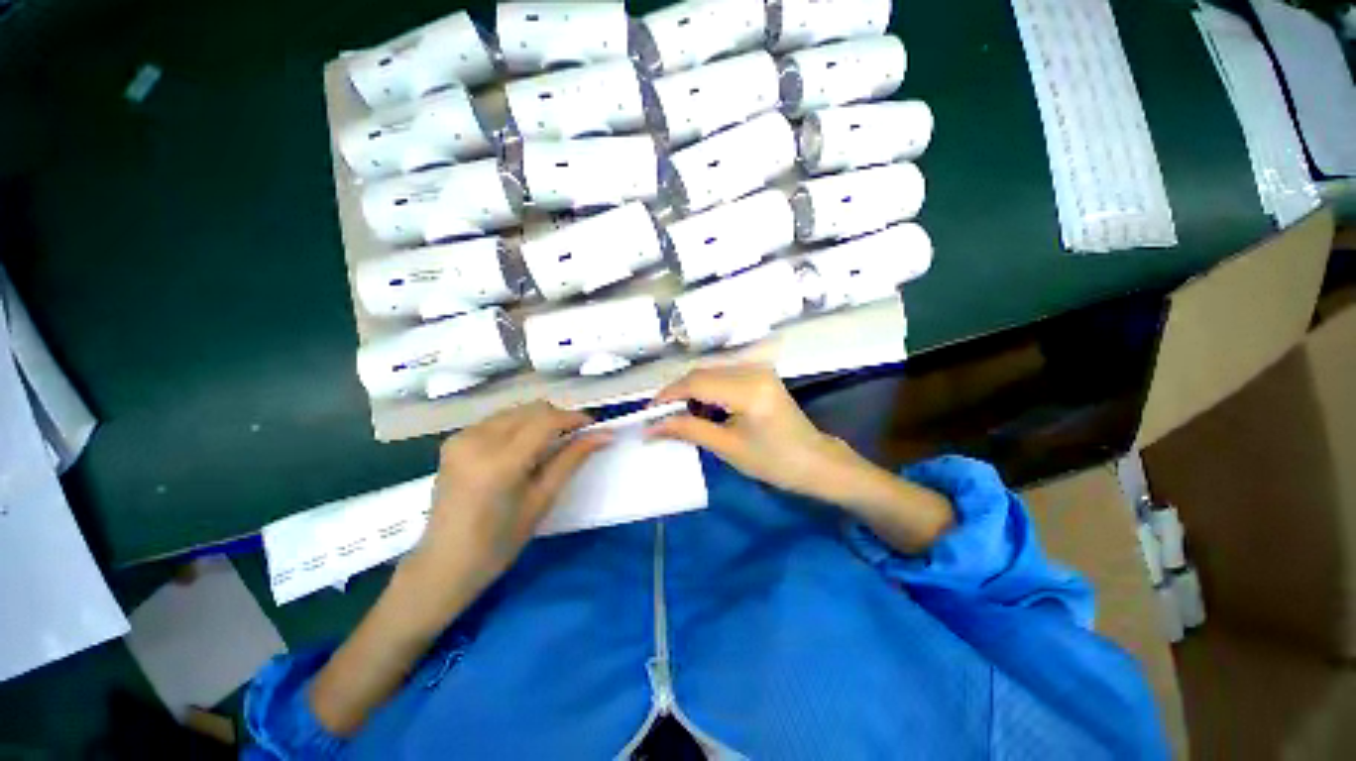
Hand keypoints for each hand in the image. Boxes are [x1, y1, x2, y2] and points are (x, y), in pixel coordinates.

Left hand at [404, 401, 608, 616]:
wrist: (445, 563)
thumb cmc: (500, 542)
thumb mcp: (542, 499)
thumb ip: (572, 459)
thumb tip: (605, 435)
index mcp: (499, 462)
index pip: (546, 421)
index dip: (574, 418)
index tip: (594, 426)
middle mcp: (477, 440)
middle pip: (532, 409)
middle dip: (558, 418)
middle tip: (575, 437)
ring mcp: (462, 437)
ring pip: (516, 411)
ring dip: (539, 420)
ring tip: (551, 444)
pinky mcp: (454, 440)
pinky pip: (498, 420)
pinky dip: (519, 426)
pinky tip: (524, 448)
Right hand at [648, 365, 863, 499]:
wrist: (814, 461)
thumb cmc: (773, 461)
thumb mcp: (727, 447)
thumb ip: (688, 430)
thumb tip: (651, 427)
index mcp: (748, 390)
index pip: (696, 383)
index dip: (668, 395)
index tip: (648, 413)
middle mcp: (752, 370)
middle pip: (701, 373)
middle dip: (677, 393)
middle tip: (660, 417)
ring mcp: (758, 369)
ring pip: (710, 372)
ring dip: (690, 392)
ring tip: (679, 416)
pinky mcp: (759, 374)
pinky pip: (723, 375)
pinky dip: (707, 390)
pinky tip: (702, 409)